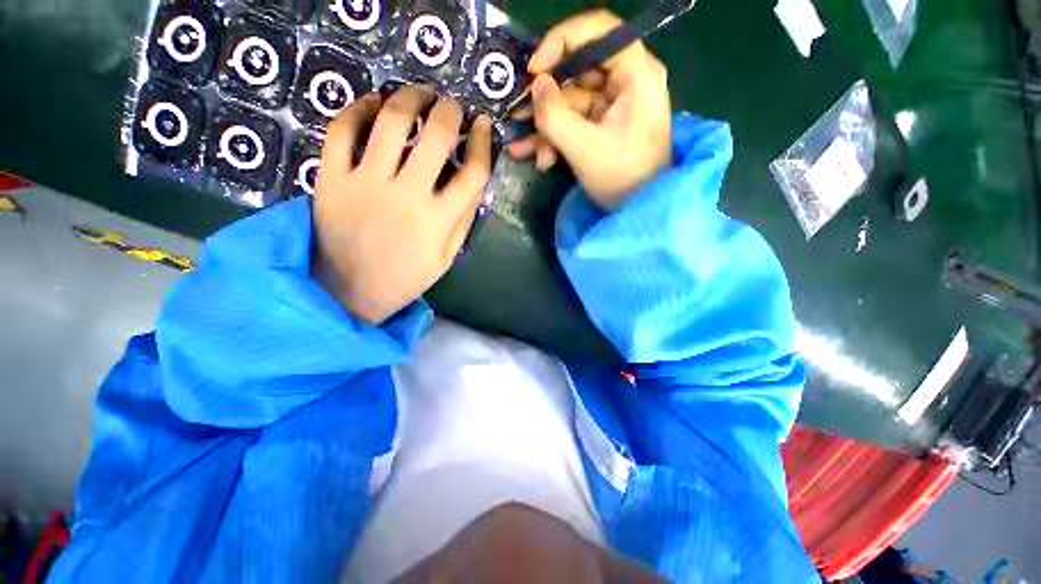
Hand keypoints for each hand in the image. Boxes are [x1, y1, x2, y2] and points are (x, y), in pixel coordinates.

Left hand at [313, 86, 492, 324]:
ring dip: (409, 98)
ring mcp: (365, 184)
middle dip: (450, 111)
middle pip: (435, 137)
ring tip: (418, 94)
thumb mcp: (447, 255)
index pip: (473, 172)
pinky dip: (356, 108)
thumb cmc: (407, 276)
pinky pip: (341, 131)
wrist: (350, 291)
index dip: (482, 143)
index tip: (482, 126)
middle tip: (451, 105)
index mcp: (438, 221)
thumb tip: (475, 178)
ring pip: (390, 122)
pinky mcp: (331, 180)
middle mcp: (406, 197)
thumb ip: (463, 218)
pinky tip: (372, 103)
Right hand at [509, 10, 672, 209]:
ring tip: (519, 147)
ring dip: (545, 127)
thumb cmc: (621, 177)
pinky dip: (556, 140)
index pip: (599, 31)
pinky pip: (575, 123)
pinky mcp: (604, 127)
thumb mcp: (583, 148)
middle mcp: (627, 82)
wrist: (640, 210)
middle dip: (545, 97)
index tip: (533, 70)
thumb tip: (536, 85)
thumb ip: (554, 115)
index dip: (561, 42)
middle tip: (517, 111)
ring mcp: (615, 106)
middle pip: (579, 71)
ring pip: (572, 102)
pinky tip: (539, 160)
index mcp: (635, 74)